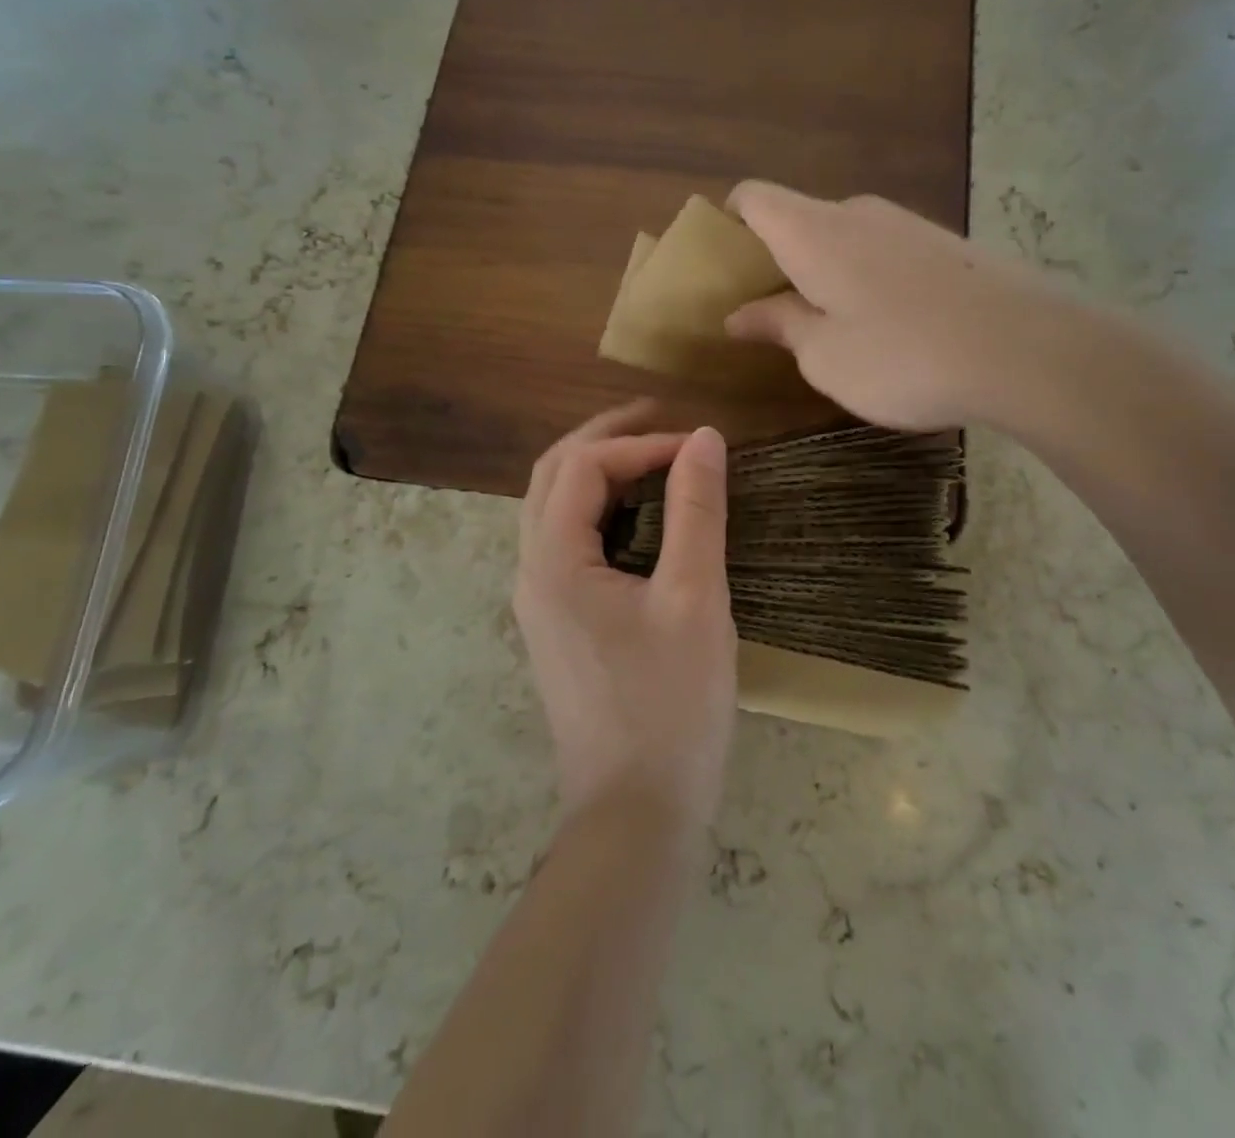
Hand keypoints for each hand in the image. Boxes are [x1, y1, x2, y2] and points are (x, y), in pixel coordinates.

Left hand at [514, 402, 737, 830]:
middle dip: (604, 439)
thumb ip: (696, 511)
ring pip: (553, 509)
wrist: (637, 812)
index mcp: (553, 562)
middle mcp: (530, 573)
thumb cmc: (670, 705)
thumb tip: (704, 438)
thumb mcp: (694, 598)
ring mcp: (538, 602)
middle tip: (660, 420)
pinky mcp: (556, 624)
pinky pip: (566, 543)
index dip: (640, 443)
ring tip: (651, 456)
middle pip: (551, 477)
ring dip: (597, 472)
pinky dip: (599, 511)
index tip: (700, 448)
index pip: (583, 466)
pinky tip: (639, 517)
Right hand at [725, 182, 1049, 429]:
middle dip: (774, 260)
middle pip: (797, 219)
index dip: (727, 222)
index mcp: (813, 233)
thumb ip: (778, 326)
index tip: (722, 268)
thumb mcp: (825, 356)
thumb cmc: (904, 357)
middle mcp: (857, 214)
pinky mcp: (947, 245)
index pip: (753, 198)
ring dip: (823, 273)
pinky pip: (883, 252)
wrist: (1030, 350)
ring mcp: (908, 225)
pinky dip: (865, 279)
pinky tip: (886, 328)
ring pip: (843, 238)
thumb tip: (739, 313)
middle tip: (769, 315)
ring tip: (829, 328)